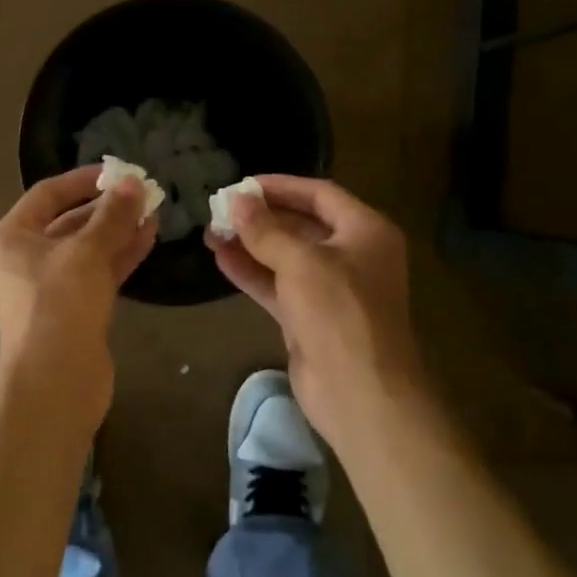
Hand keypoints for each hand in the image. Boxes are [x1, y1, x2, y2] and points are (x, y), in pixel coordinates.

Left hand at [0, 166, 156, 425]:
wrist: (56, 381)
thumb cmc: (59, 304)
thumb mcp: (87, 252)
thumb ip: (112, 215)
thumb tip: (133, 182)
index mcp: (11, 238)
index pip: (47, 194)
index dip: (83, 180)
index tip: (118, 172)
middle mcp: (24, 259)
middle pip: (68, 221)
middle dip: (106, 207)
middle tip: (143, 193)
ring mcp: (48, 287)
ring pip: (86, 248)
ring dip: (117, 230)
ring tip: (153, 212)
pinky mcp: (72, 309)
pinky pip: (96, 272)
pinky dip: (119, 255)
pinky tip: (148, 238)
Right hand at [205, 176, 422, 449]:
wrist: (360, 392)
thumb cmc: (339, 312)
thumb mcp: (301, 262)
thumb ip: (266, 230)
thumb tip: (237, 200)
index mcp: (365, 231)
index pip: (320, 195)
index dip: (281, 186)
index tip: (242, 184)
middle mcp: (351, 255)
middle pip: (301, 225)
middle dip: (260, 218)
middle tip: (220, 209)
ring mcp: (330, 289)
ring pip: (285, 257)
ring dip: (250, 244)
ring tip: (211, 232)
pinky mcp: (310, 317)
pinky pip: (278, 285)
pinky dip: (252, 273)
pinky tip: (221, 259)